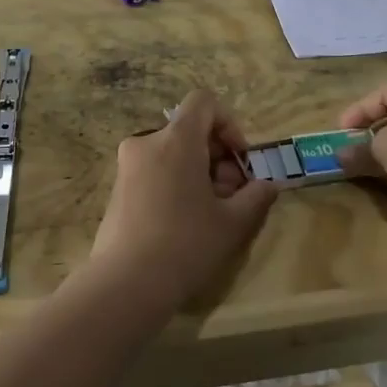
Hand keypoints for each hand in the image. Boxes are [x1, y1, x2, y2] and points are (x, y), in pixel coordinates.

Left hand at [89, 88, 278, 312]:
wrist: (126, 284)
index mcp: (176, 139)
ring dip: (197, 172)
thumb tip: (269, 185)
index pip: (204, 102)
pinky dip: (174, 183)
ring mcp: (127, 166)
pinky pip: (154, 171)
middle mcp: (147, 142)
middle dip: (216, 156)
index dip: (228, 123)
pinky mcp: (117, 189)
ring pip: (172, 153)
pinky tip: (183, 223)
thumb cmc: (186, 244)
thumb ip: (256, 196)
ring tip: (210, 213)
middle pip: (189, 130)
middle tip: (231, 194)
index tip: (238, 159)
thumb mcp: (233, 222)